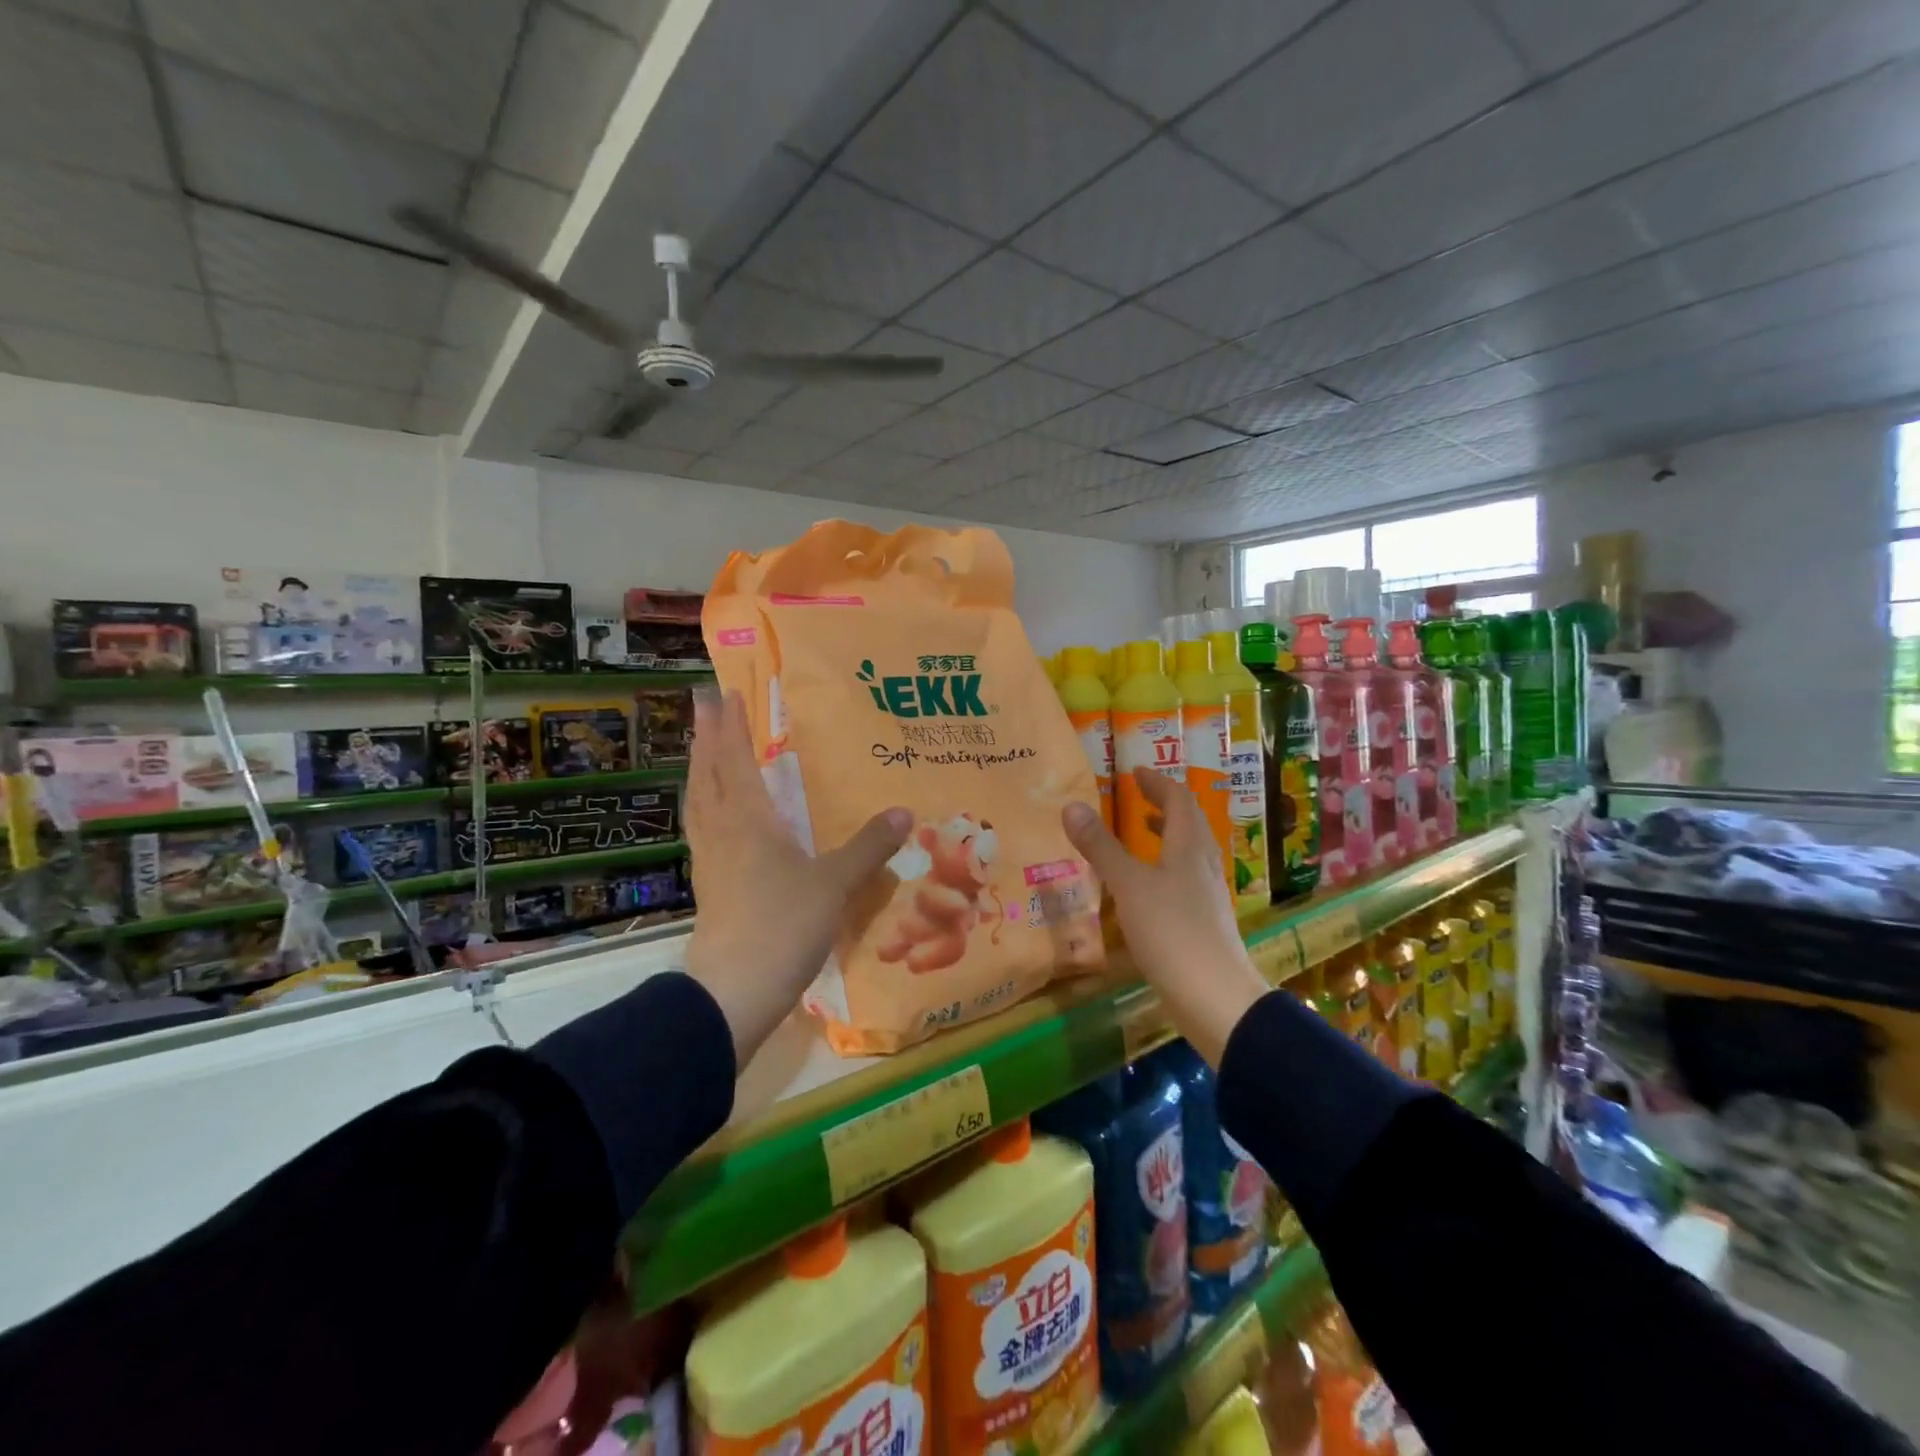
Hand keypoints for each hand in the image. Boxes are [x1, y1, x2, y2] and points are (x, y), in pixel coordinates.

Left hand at [683, 688, 910, 1064]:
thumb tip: (905, 811)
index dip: (729, 727)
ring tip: (701, 753)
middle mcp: (723, 832)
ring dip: (698, 771)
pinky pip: (701, 831)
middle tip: (702, 707)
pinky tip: (712, 818)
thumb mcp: (835, 884)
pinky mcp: (708, 888)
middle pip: (707, 775)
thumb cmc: (784, 925)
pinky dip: (703, 808)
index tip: (724, 694)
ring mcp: (710, 861)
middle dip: (705, 739)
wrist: (734, 990)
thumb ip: (869, 847)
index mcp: (749, 821)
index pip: (735, 761)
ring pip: (698, 803)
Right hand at [1063, 767, 1268, 1064]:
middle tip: (1140, 797)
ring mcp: (1207, 896)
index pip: (1180, 801)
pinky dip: (1167, 868)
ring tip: (1145, 834)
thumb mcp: (1129, 885)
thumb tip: (1072, 805)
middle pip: (1190, 825)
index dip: (1159, 783)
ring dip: (1169, 836)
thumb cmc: (1172, 932)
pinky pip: (1186, 880)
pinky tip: (1149, 889)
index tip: (1137, 772)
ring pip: (1190, 853)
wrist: (1215, 997)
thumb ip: (1101, 847)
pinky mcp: (1205, 924)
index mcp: (1189, 848)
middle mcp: (1203, 866)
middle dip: (1166, 806)